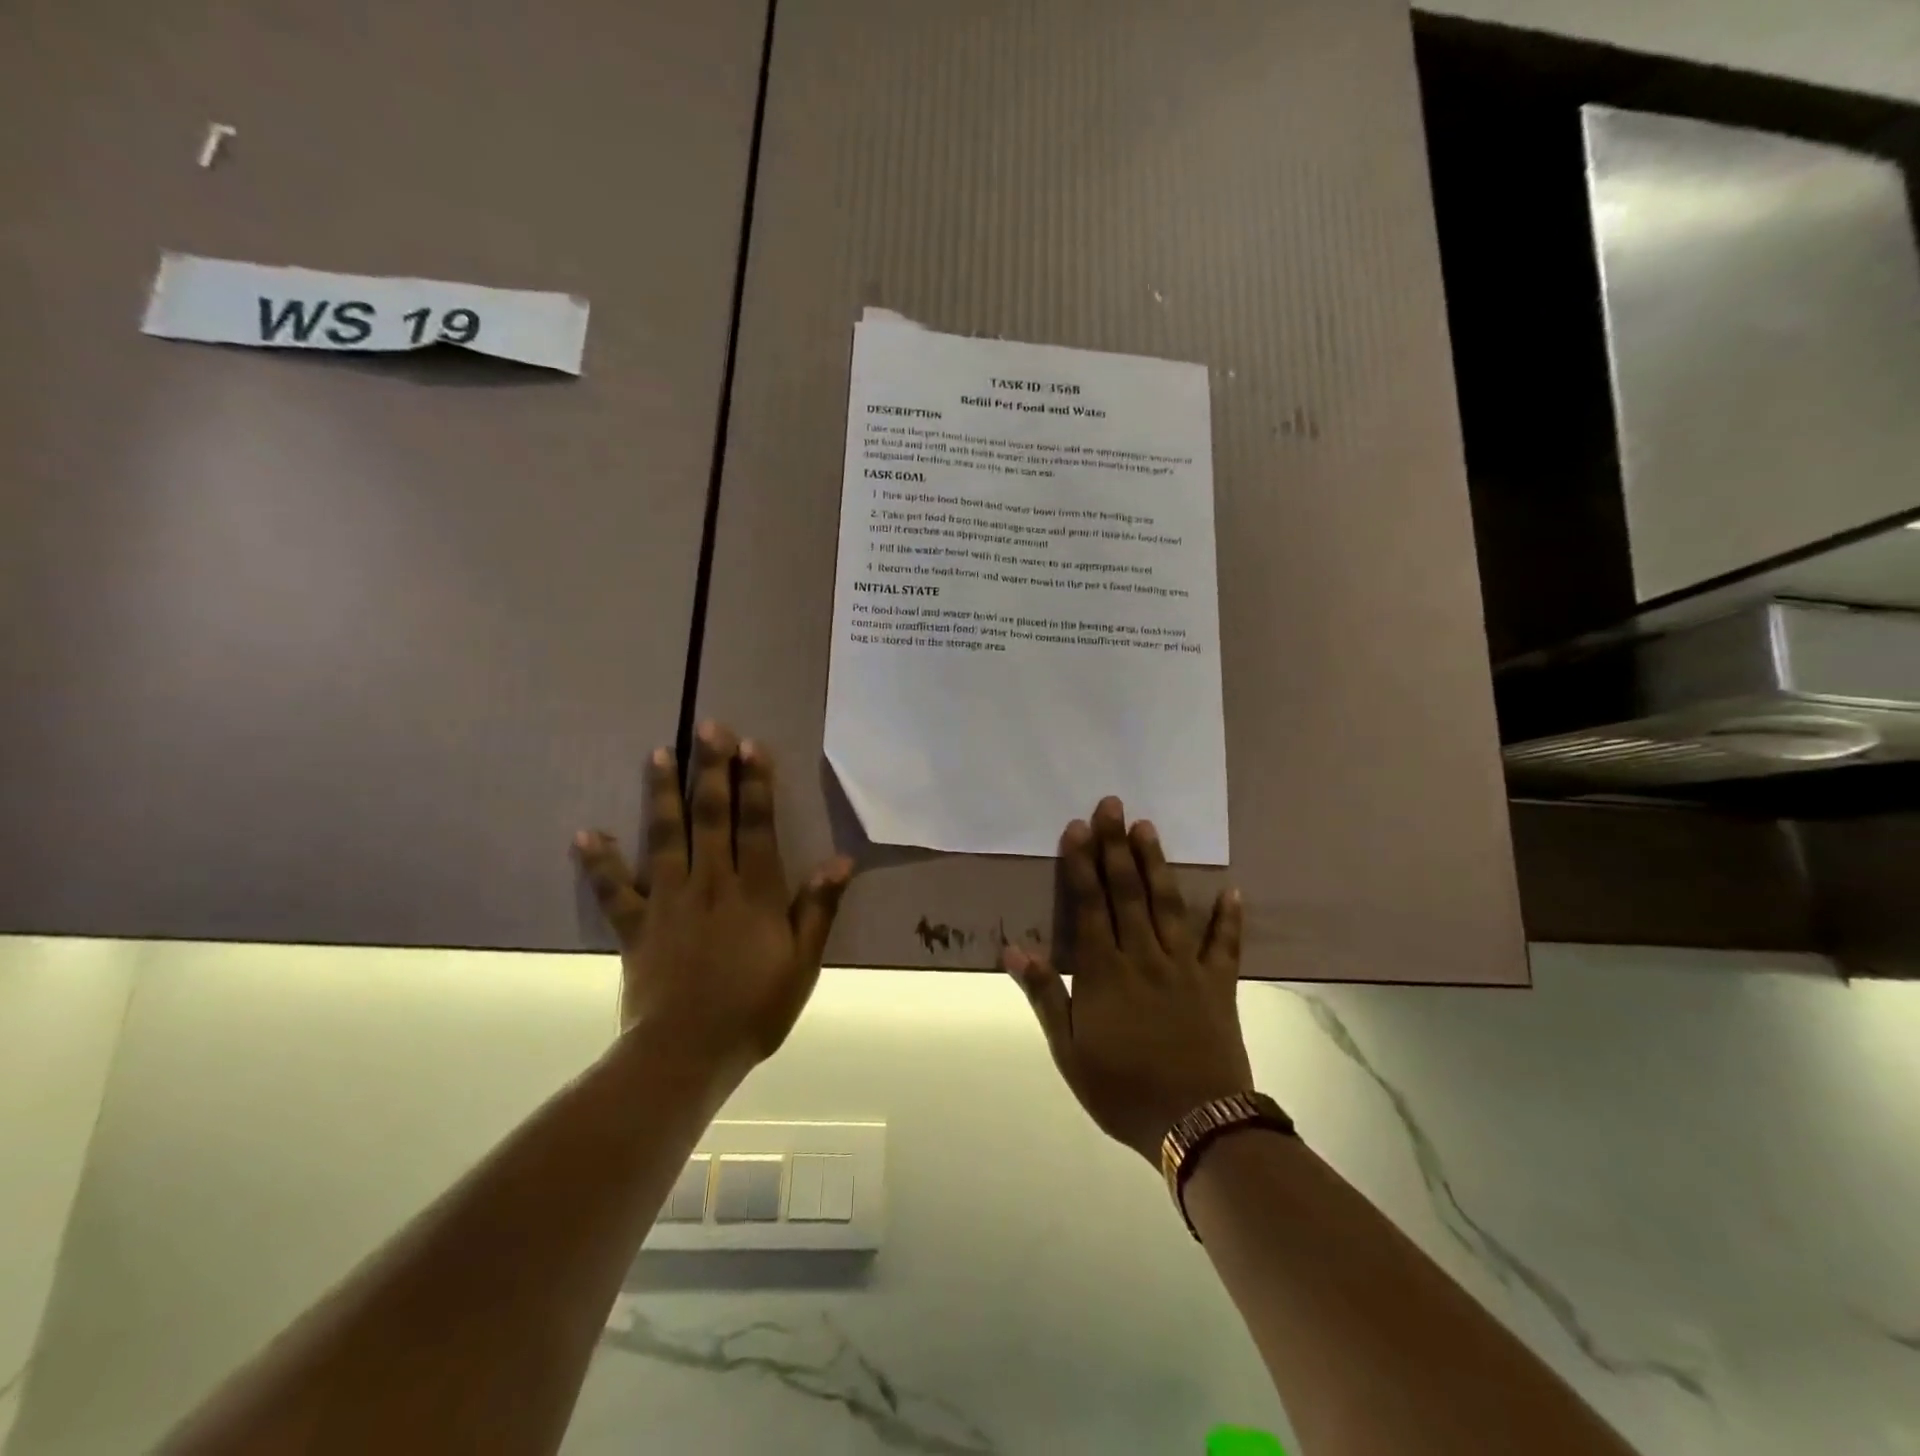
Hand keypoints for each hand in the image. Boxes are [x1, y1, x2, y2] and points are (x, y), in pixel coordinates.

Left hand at [574, 722, 852, 1078]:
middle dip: (712, 769)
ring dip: (663, 793)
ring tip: (659, 753)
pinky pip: (614, 889)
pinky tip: (586, 833)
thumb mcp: (802, 963)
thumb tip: (840, 861)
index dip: (756, 784)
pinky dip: (599, 861)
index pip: (757, 825)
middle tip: (709, 727)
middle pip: (711, 816)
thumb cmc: (755, 1009)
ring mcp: (668, 901)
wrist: (687, 1053)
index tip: (751, 745)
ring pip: (665, 837)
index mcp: (754, 891)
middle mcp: (711, 883)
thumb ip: (817, 909)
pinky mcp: (636, 926)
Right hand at [1004, 796, 1250, 1162]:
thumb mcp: (1069, 1052)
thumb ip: (1045, 995)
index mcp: (1105, 972)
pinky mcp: (1218, 985)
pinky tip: (1232, 890)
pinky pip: (1224, 945)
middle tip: (1113, 805)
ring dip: (1157, 864)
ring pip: (1169, 906)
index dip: (1082, 864)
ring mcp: (1185, 968)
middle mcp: (1144, 957)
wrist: (1195, 1126)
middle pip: (1128, 892)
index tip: (1077, 827)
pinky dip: (1228, 917)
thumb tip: (1013, 949)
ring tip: (1149, 828)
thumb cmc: (1123, 1090)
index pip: (1090, 906)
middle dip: (1116, 846)